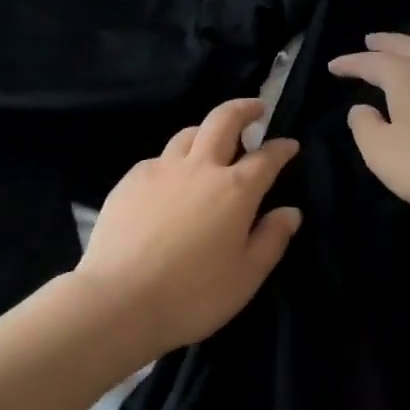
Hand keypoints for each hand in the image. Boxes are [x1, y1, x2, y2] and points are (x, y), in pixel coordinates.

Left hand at [74, 98, 301, 361]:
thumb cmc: (193, 294)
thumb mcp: (246, 276)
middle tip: (255, 109)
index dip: (282, 148)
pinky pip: (159, 159)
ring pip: (188, 133)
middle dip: (244, 109)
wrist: (119, 300)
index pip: (266, 157)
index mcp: (234, 189)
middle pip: (223, 120)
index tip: (290, 145)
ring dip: (206, 131)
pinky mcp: (130, 180)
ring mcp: (161, 169)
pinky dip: (174, 161)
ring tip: (212, 143)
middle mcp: (200, 168)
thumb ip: (272, 239)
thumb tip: (290, 211)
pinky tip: (172, 181)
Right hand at [328, 33, 409, 223]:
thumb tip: (361, 108)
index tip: (333, 66)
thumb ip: (363, 125)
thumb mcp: (379, 150)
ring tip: (400, 58)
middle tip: (370, 40)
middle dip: (385, 42)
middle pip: (407, 46)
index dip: (350, 63)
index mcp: (407, 75)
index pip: (372, 62)